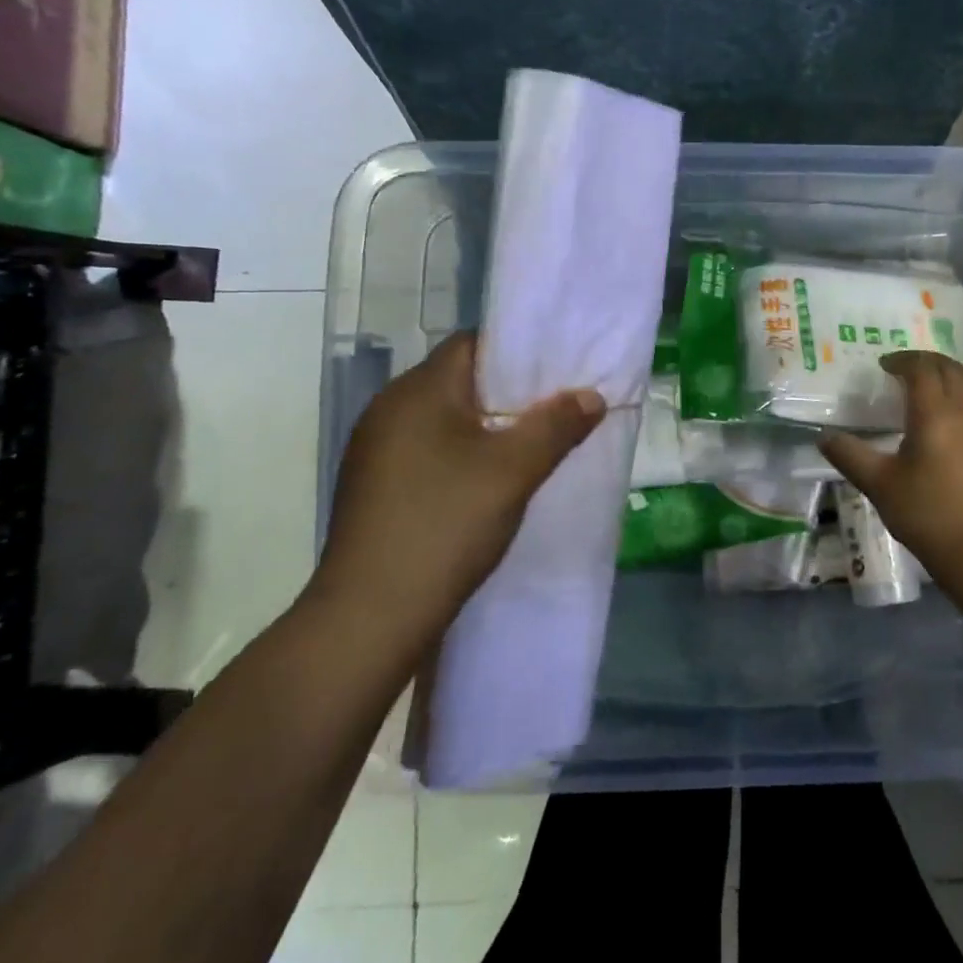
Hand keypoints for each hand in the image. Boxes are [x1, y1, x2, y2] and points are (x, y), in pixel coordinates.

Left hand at [310, 332, 603, 650]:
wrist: (370, 617)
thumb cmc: (445, 526)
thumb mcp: (514, 472)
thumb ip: (556, 426)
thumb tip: (591, 397)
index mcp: (417, 391)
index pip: (471, 344)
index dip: (517, 352)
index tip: (556, 373)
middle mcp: (388, 409)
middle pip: (459, 380)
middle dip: (508, 392)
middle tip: (554, 410)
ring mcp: (375, 449)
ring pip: (444, 418)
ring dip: (485, 426)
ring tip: (529, 446)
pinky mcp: (373, 485)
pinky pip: (427, 449)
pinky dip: (460, 453)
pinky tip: (486, 482)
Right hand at [819, 351, 962, 578]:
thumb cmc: (927, 514)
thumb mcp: (879, 485)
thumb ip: (850, 455)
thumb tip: (824, 437)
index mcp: (935, 414)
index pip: (922, 369)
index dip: (902, 361)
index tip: (885, 366)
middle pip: (950, 368)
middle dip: (926, 361)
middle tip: (905, 369)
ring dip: (952, 372)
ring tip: (934, 383)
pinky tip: (958, 412)